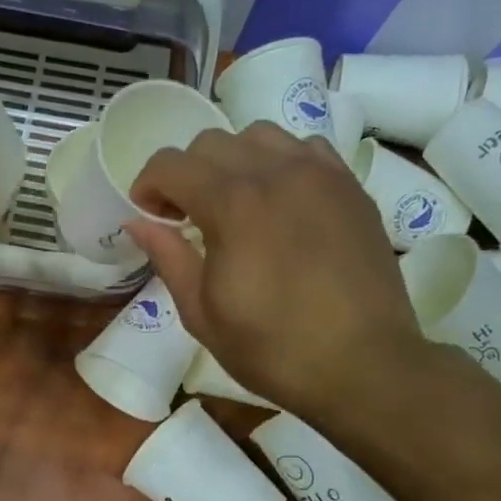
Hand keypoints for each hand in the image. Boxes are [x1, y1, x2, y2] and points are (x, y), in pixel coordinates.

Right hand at [125, 123, 424, 413]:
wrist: (363, 365)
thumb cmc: (272, 348)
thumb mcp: (202, 313)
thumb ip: (168, 257)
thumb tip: (137, 223)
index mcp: (233, 205)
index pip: (171, 164)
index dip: (147, 185)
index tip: (149, 216)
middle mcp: (276, 173)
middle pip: (212, 142)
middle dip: (186, 174)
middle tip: (187, 215)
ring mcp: (320, 174)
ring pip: (260, 135)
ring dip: (233, 161)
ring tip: (236, 202)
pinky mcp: (350, 187)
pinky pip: (305, 149)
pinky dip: (281, 162)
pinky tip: (281, 201)